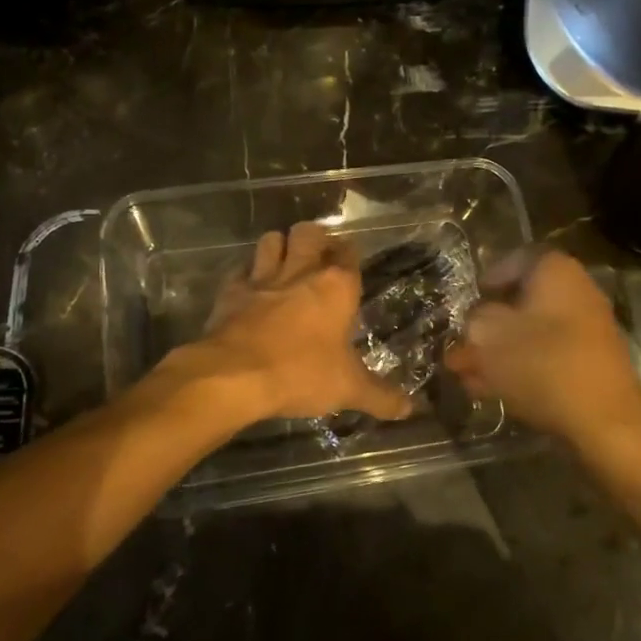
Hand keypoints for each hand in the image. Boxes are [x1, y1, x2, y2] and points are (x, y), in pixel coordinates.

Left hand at [179, 222, 413, 424]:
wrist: (235, 375)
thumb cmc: (301, 373)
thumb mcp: (348, 389)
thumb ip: (380, 396)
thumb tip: (409, 409)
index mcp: (336, 286)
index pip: (348, 252)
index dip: (349, 253)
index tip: (350, 263)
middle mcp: (300, 271)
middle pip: (308, 232)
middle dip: (314, 237)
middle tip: (318, 255)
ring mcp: (262, 277)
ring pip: (271, 240)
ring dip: (279, 246)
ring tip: (284, 262)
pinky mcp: (231, 291)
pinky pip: (240, 269)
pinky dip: (246, 273)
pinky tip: (250, 286)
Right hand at [445, 251, 640, 444]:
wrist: (603, 421)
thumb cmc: (543, 364)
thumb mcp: (490, 337)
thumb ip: (474, 323)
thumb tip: (474, 323)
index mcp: (556, 272)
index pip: (518, 259)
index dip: (489, 277)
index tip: (470, 299)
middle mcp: (577, 293)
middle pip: (522, 301)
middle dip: (488, 325)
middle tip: (462, 343)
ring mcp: (587, 331)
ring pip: (532, 333)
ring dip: (499, 352)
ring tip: (466, 375)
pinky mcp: (589, 364)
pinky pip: (547, 357)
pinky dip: (520, 368)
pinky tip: (490, 390)